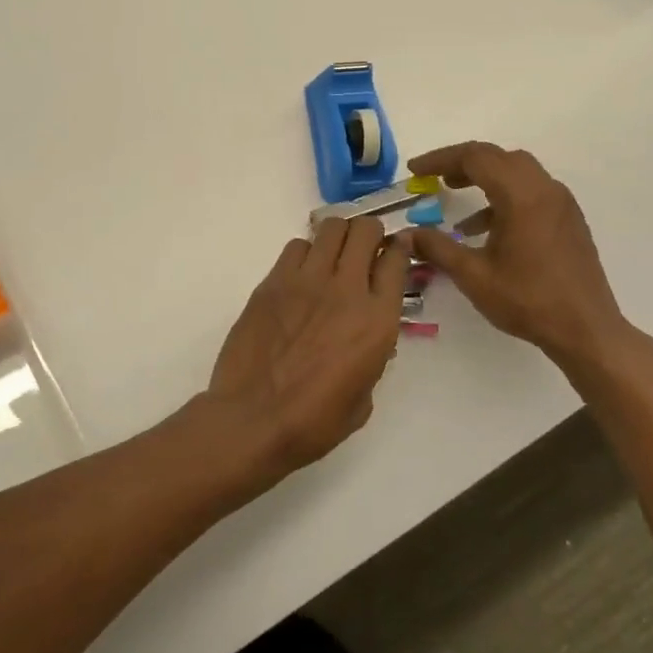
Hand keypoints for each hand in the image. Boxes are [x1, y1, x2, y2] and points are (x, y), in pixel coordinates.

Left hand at [203, 216, 411, 484]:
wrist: (253, 419)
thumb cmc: (313, 422)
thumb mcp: (363, 397)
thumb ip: (372, 356)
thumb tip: (365, 337)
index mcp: (377, 321)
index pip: (397, 260)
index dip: (400, 248)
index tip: (397, 248)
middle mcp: (347, 290)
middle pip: (365, 231)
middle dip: (370, 233)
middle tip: (365, 249)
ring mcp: (307, 281)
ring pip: (331, 229)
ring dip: (339, 237)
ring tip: (334, 255)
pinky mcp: (273, 281)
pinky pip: (296, 247)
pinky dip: (306, 253)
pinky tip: (302, 274)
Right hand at [409, 142, 647, 379]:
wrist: (587, 330)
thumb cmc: (528, 301)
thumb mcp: (474, 275)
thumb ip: (437, 248)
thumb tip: (405, 235)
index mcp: (521, 196)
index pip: (475, 157)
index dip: (440, 159)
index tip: (415, 171)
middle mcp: (544, 189)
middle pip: (497, 157)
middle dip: (462, 162)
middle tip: (434, 176)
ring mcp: (560, 202)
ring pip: (517, 170)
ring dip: (484, 175)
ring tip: (454, 192)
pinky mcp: (568, 218)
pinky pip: (531, 190)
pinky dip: (504, 194)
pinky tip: (484, 226)